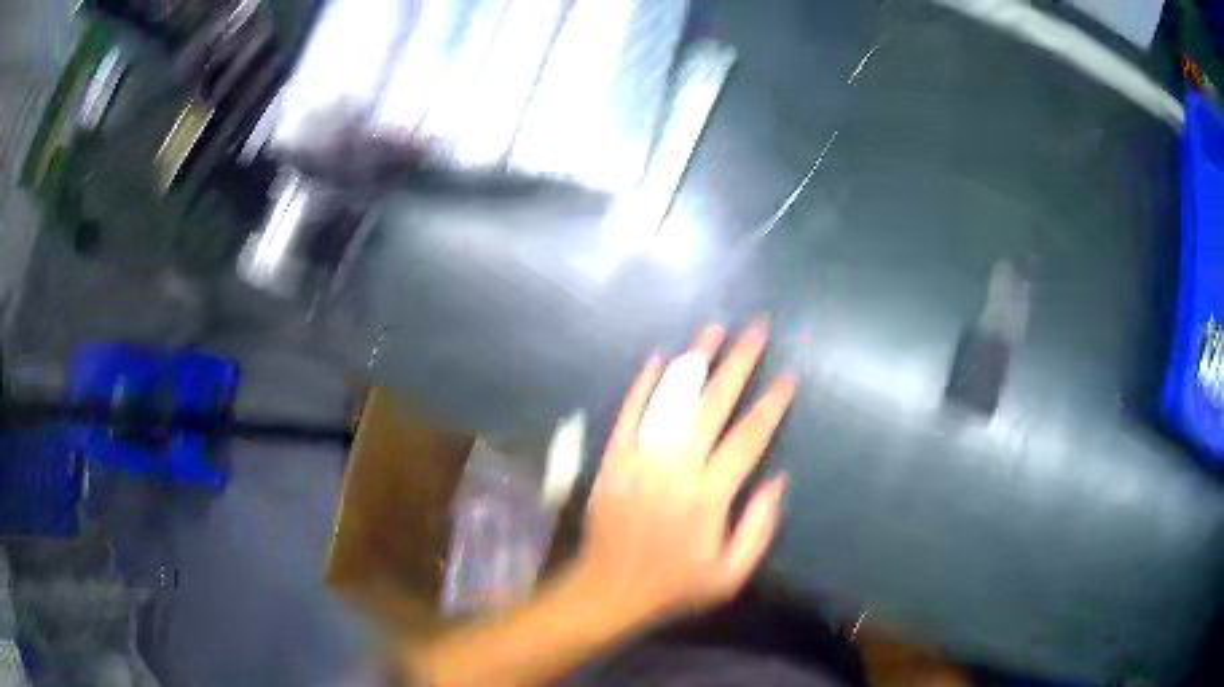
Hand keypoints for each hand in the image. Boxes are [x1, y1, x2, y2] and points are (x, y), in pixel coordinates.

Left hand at [568, 319, 795, 627]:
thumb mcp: (729, 575)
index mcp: (709, 495)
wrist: (607, 590)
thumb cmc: (674, 586)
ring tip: (715, 329)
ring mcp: (641, 458)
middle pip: (714, 404)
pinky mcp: (615, 458)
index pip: (748, 438)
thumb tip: (778, 479)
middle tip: (757, 329)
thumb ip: (758, 528)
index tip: (788, 376)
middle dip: (740, 363)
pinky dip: (644, 384)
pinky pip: (630, 413)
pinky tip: (660, 358)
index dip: (771, 405)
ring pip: (673, 400)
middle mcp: (676, 467)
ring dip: (696, 362)